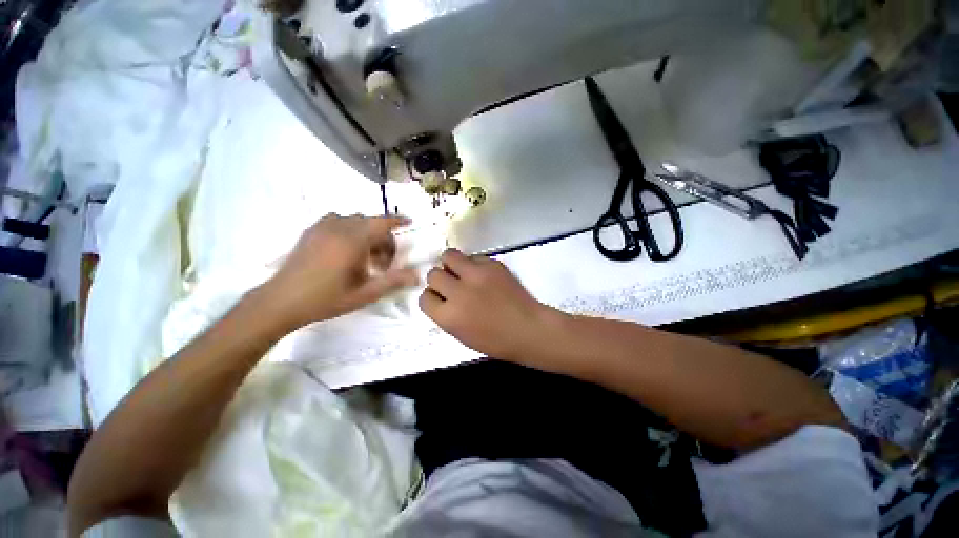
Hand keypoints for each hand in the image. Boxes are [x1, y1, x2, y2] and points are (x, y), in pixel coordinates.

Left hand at [259, 214, 418, 329]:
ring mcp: (322, 227)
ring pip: (354, 221)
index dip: (397, 221)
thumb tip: (417, 275)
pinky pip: (338, 221)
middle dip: (383, 238)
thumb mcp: (365, 294)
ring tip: (365, 256)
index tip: (409, 222)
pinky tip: (346, 249)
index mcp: (353, 241)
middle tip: (383, 263)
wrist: (282, 301)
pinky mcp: (310, 231)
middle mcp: (338, 227)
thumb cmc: (327, 298)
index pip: (382, 223)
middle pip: (370, 223)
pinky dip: (350, 229)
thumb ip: (393, 281)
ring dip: (367, 234)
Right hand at [419, 249, 559, 361]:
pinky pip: (473, 257)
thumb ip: (447, 315)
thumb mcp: (462, 335)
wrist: (528, 328)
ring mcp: (475, 275)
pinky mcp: (492, 264)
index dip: (432, 297)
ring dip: (451, 263)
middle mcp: (458, 292)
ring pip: (449, 255)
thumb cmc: (497, 341)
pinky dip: (474, 264)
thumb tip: (441, 297)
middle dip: (440, 280)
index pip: (424, 298)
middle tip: (452, 284)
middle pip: (433, 274)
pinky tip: (484, 274)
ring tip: (461, 271)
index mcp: (449, 316)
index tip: (441, 298)